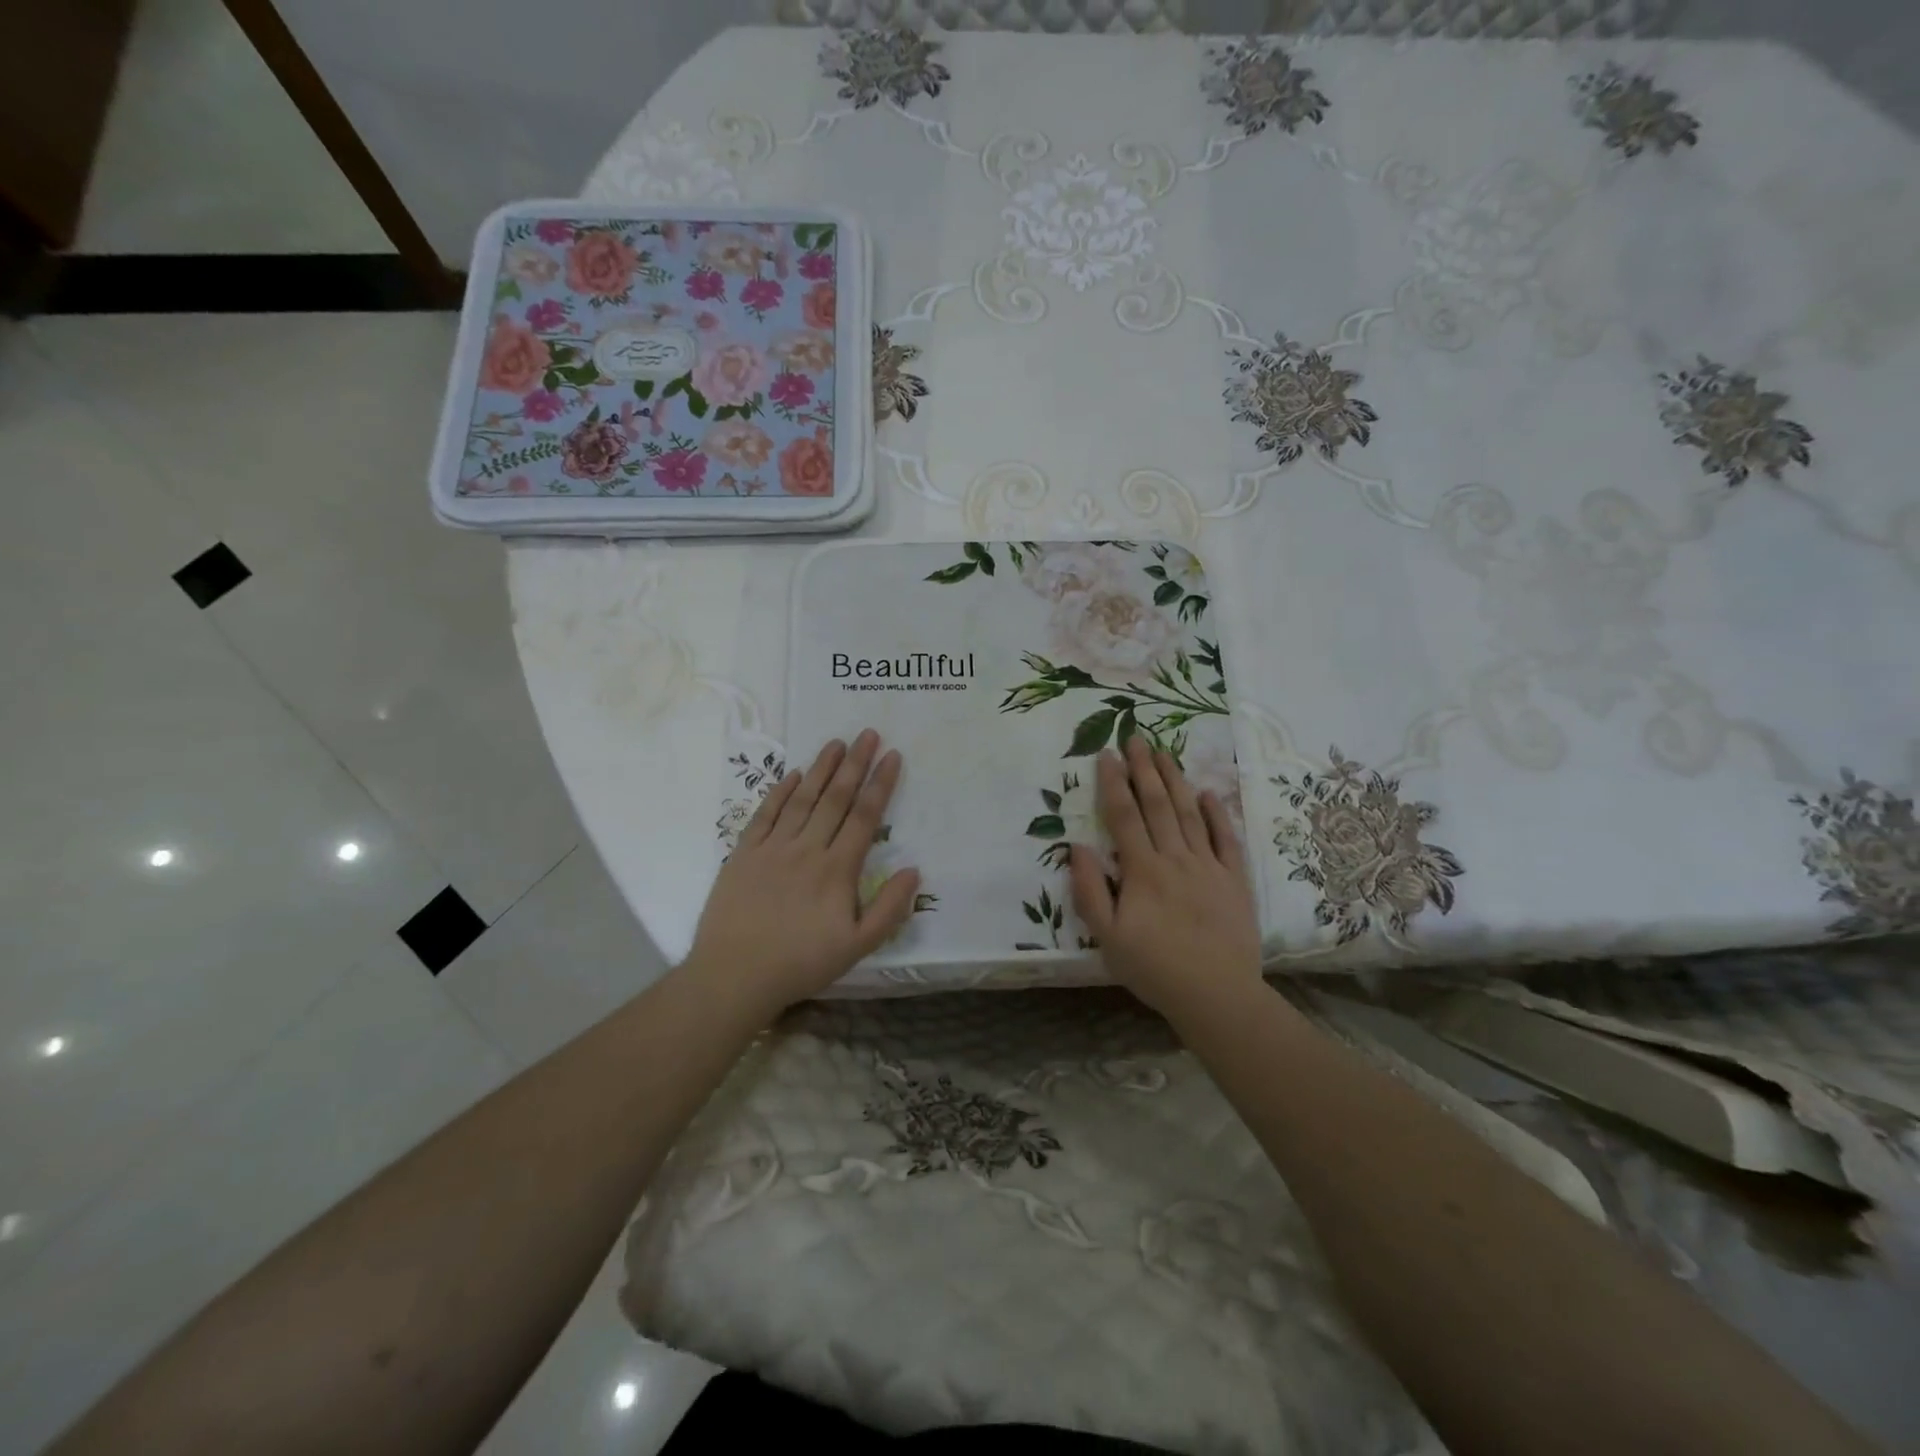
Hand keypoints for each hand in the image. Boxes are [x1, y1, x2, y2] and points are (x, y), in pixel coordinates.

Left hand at [687, 730, 919, 1014]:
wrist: (735, 975)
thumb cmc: (801, 963)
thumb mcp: (857, 946)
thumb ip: (889, 909)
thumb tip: (914, 870)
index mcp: (837, 869)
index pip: (864, 817)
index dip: (881, 784)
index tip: (893, 756)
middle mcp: (807, 849)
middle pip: (836, 798)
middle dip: (855, 763)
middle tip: (868, 733)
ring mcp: (773, 848)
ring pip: (802, 799)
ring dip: (821, 768)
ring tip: (836, 742)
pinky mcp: (744, 854)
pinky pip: (766, 814)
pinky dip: (780, 792)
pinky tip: (792, 775)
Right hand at [1069, 736, 1260, 1019]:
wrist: (1216, 995)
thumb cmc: (1154, 968)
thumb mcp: (1107, 937)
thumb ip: (1090, 890)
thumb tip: (1078, 847)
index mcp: (1143, 870)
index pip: (1124, 816)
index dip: (1113, 783)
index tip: (1106, 754)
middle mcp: (1175, 858)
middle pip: (1157, 804)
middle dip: (1144, 769)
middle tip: (1136, 738)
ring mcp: (1209, 866)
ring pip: (1189, 813)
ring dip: (1175, 780)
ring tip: (1164, 753)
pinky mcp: (1234, 880)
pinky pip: (1226, 839)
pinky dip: (1217, 814)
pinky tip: (1208, 793)